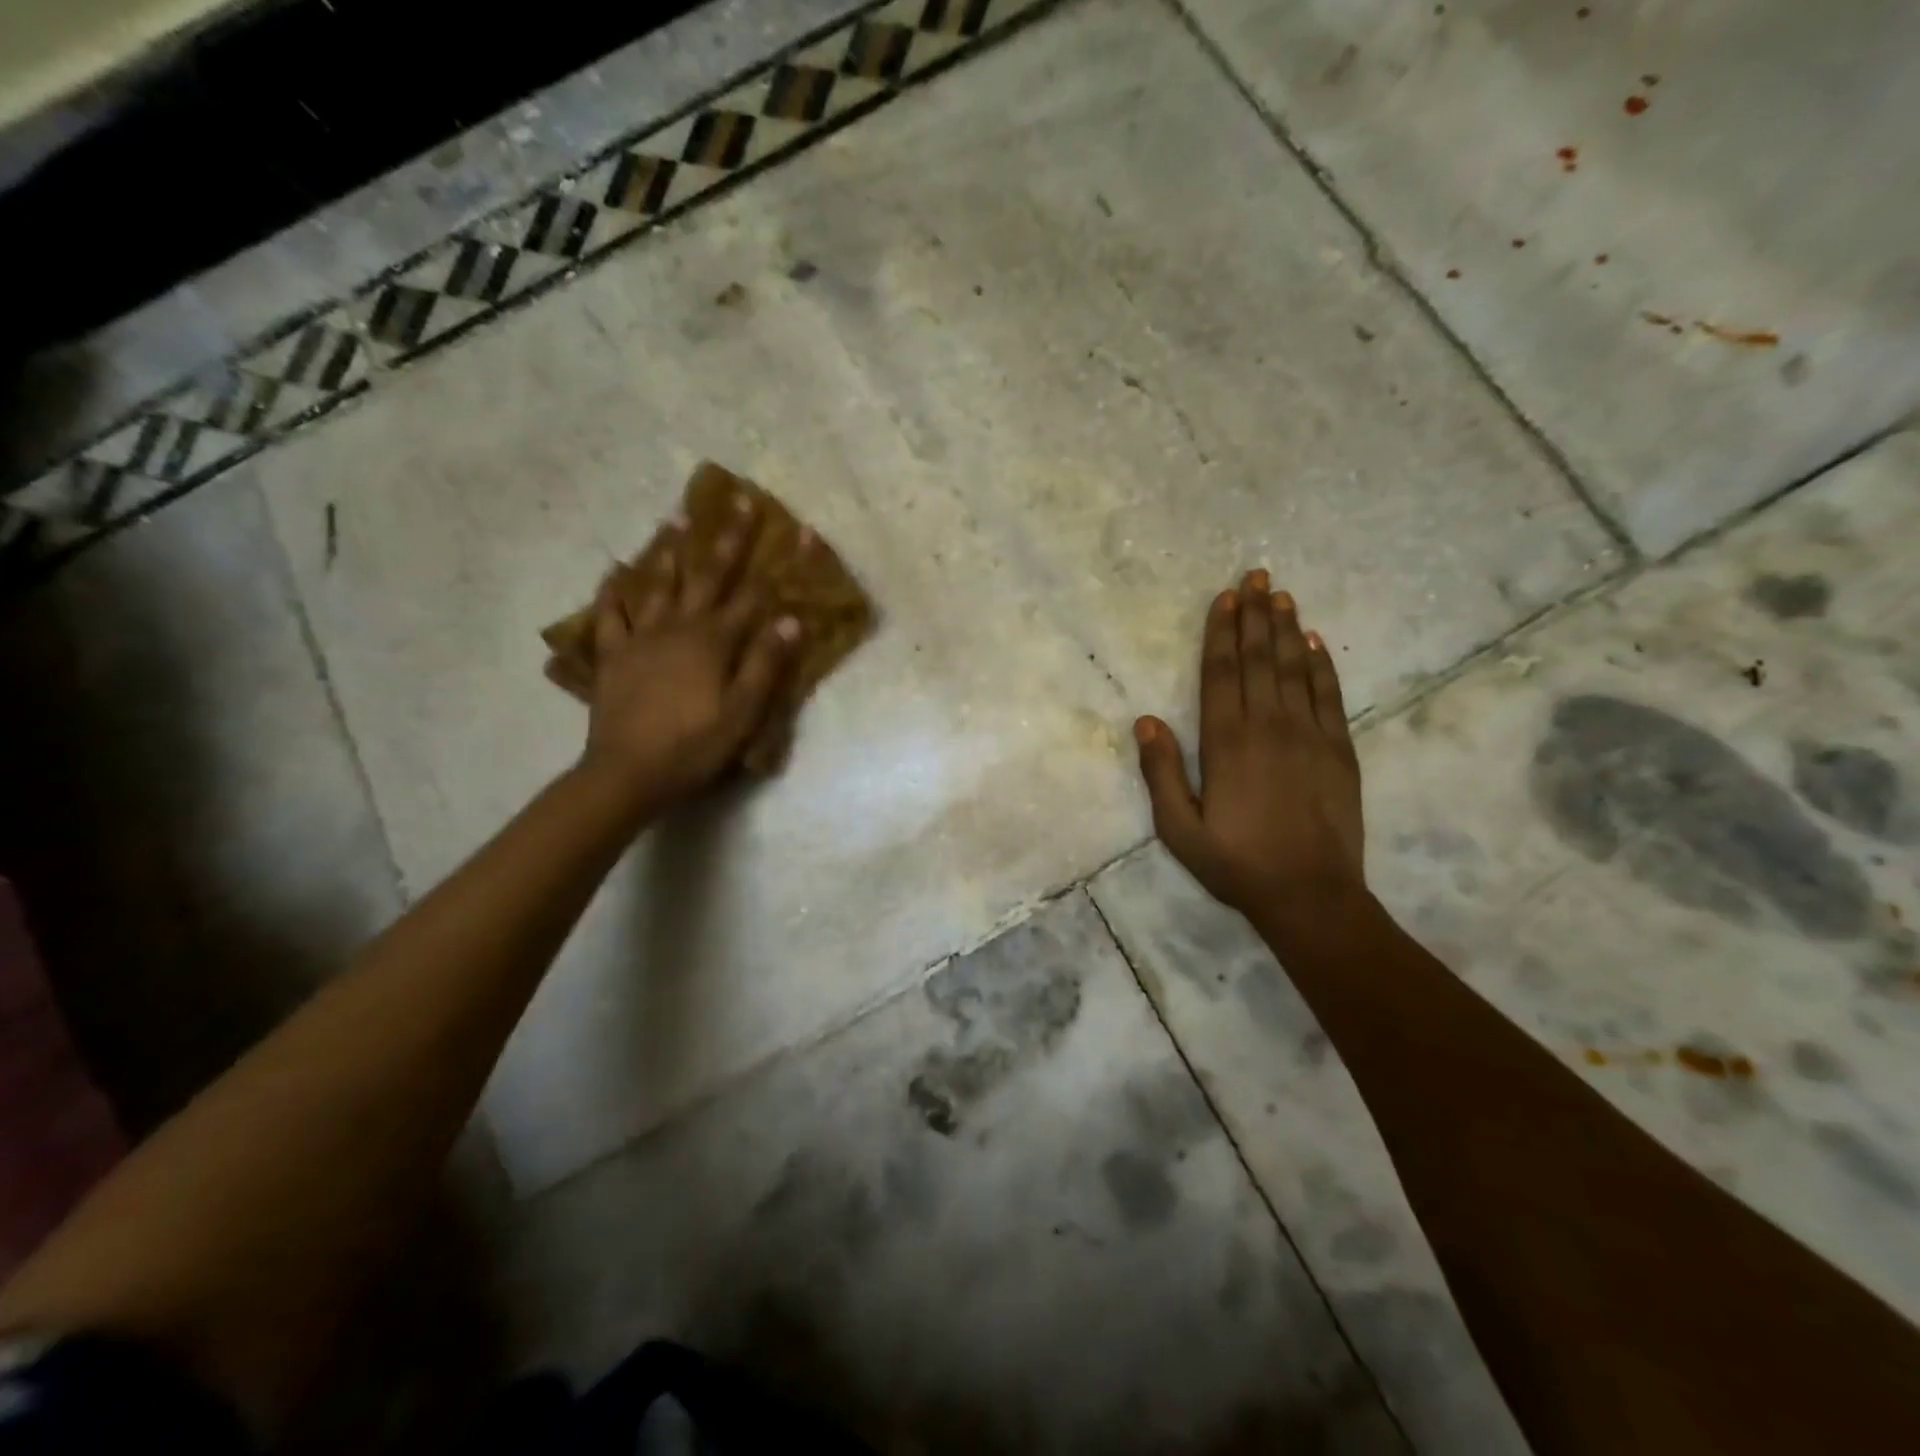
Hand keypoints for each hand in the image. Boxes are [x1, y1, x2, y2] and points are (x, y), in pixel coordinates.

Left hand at [579, 498, 798, 811]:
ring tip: (676, 518)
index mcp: (713, 641)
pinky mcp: (613, 656)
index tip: (799, 531)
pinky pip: (611, 616)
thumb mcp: (743, 712)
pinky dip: (613, 592)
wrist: (628, 773)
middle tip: (739, 500)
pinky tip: (615, 573)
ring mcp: (640, 638)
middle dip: (727, 537)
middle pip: (706, 575)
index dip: (780, 563)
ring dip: (670, 550)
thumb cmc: (695, 746)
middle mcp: (678, 627)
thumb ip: (766, 664)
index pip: (755, 594)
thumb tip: (791, 619)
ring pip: (657, 584)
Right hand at [1134, 571, 1365, 920]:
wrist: (1310, 894)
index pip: (1222, 673)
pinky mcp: (1339, 749)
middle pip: (1259, 659)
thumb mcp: (1179, 829)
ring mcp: (1309, 735)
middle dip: (1255, 615)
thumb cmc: (1236, 863)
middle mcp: (1268, 726)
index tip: (1225, 597)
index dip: (1222, 632)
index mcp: (1225, 743)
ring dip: (1286, 629)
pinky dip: (1321, 665)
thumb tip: (1146, 720)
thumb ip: (1161, 773)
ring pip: (1294, 668)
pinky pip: (1329, 695)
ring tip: (1281, 595)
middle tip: (1257, 576)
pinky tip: (1314, 642)